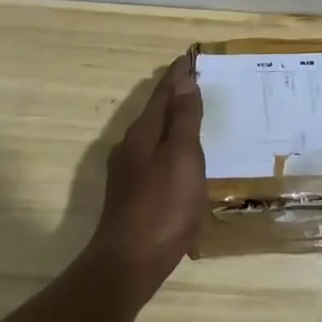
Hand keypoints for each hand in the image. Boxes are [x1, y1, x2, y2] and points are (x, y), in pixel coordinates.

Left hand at [88, 56, 205, 302]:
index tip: (190, 57)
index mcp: (143, 133)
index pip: (162, 94)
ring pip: (152, 135)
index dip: (177, 75)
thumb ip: (183, 120)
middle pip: (154, 112)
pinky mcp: (131, 196)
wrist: (128, 264)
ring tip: (190, 115)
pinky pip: (153, 156)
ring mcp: (127, 173)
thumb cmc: (162, 208)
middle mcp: (130, 147)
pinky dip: (168, 146)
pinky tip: (177, 160)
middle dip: (173, 95)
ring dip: (170, 121)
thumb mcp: (181, 158)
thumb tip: (184, 80)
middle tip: (194, 81)